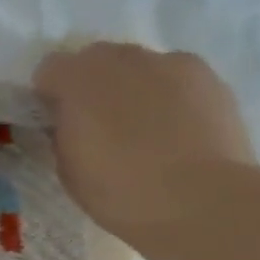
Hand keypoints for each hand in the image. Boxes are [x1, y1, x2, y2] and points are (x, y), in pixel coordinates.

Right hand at [31, 42, 257, 244]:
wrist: (202, 202)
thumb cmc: (121, 191)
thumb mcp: (67, 168)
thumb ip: (63, 132)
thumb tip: (70, 122)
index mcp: (77, 80)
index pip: (49, 69)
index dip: (50, 95)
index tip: (58, 122)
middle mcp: (121, 59)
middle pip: (96, 58)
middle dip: (92, 84)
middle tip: (100, 123)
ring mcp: (169, 63)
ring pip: (139, 65)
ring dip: (133, 86)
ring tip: (145, 127)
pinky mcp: (210, 78)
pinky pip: (177, 78)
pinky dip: (171, 95)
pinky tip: (178, 129)